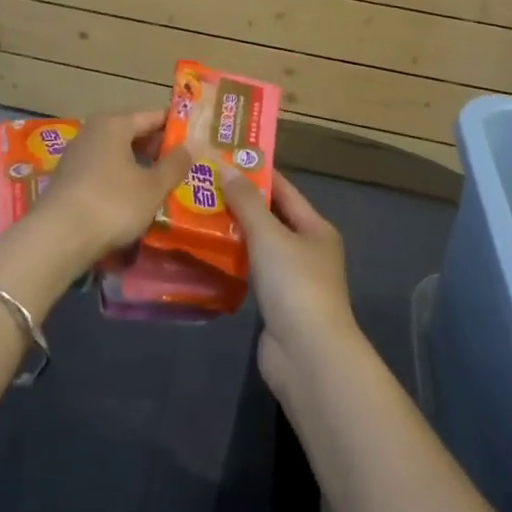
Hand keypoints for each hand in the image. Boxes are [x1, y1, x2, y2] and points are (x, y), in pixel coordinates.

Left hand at [28, 110, 194, 267]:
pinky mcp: (68, 180)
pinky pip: (103, 172)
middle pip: (133, 133)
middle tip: (184, 166)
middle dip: (157, 149)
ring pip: (117, 155)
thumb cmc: (112, 203)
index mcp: (114, 124)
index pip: (152, 116)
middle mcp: (93, 132)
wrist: (57, 237)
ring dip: (139, 167)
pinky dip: (121, 181)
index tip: (196, 139)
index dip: (176, 126)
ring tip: (163, 185)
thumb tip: (194, 144)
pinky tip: (133, 200)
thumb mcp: (152, 186)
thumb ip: (175, 164)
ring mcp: (77, 156)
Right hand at [221, 169, 361, 400]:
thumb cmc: (294, 284)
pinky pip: (251, 271)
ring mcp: (292, 279)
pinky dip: (232, 260)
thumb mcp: (269, 235)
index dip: (257, 172)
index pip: (284, 190)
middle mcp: (307, 250)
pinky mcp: (275, 304)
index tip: (225, 156)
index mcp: (316, 229)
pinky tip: (206, 251)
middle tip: (202, 183)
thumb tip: (226, 167)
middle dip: (239, 202)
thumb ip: (246, 202)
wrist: (307, 354)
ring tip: (196, 212)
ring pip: (258, 246)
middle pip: (270, 218)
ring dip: (232, 232)